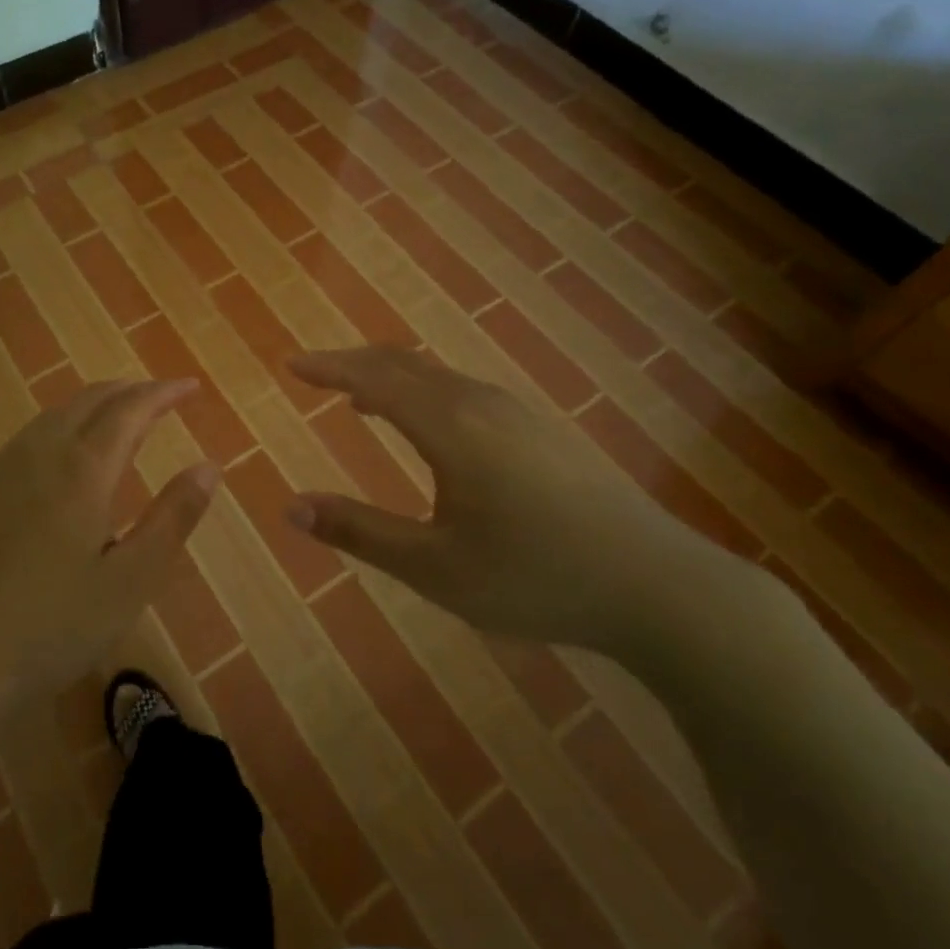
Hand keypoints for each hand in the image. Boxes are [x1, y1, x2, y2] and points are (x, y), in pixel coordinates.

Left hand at [0, 379, 220, 708]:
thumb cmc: (51, 627)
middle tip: (159, 396)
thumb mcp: (130, 581)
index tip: (190, 386)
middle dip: (128, 391)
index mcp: (82, 470)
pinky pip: (25, 439)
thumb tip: (209, 466)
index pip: (130, 410)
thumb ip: (172, 518)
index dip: (163, 393)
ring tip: (117, 418)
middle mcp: (38, 454)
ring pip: (52, 416)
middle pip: (88, 401)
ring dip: (92, 405)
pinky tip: (60, 458)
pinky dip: (59, 427)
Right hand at [287, 347, 728, 650]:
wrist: (658, 584)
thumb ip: (360, 532)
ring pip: (437, 376)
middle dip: (354, 364)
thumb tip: (292, 507)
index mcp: (449, 426)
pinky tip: (430, 427)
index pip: (373, 378)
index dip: (328, 367)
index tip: (292, 364)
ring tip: (361, 398)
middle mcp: (479, 403)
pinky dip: (425, 392)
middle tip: (317, 373)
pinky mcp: (541, 430)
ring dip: (391, 378)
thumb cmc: (534, 576)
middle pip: (404, 364)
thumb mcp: (434, 567)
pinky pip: (464, 391)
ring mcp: (516, 412)